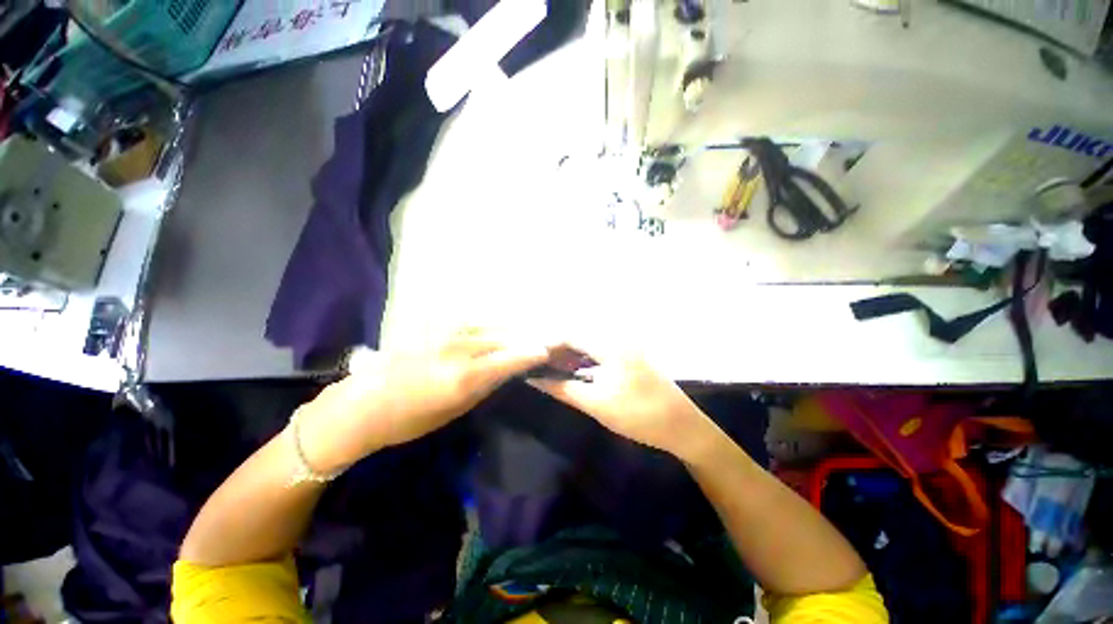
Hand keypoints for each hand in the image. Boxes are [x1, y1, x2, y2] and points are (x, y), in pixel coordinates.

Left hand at [298, 328, 550, 471]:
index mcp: (465, 376)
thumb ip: (484, 386)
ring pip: (488, 326)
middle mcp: (459, 349)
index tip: (547, 350)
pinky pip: (470, 322)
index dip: (531, 353)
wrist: (362, 405)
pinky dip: (487, 325)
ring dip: (508, 329)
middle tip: (542, 339)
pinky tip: (493, 326)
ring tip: (523, 331)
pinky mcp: (433, 327)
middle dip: (525, 338)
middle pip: (502, 338)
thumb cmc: (409, 420)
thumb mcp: (454, 410)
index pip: (510, 358)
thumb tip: (506, 370)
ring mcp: (444, 333)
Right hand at [527, 347, 715, 460]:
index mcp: (610, 345)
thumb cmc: (638, 415)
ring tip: (553, 370)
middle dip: (558, 349)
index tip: (531, 359)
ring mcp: (627, 347)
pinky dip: (585, 359)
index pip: (570, 334)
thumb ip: (562, 388)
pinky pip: (601, 351)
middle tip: (540, 366)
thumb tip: (535, 379)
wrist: (683, 427)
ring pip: (590, 344)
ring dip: (571, 354)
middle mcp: (618, 339)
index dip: (548, 344)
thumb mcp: (595, 403)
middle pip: (580, 336)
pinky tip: (576, 372)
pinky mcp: (631, 357)